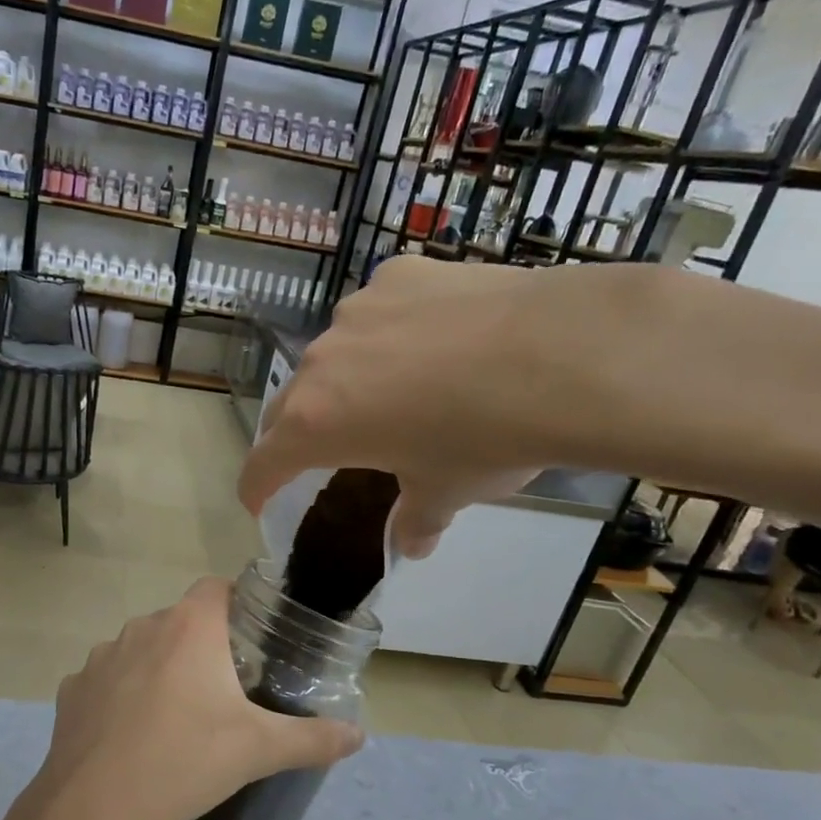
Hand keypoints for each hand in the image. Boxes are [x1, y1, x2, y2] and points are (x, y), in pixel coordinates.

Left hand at [34, 578, 363, 819]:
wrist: (96, 806)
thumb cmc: (185, 761)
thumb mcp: (259, 750)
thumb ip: (313, 738)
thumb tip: (359, 735)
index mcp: (188, 627)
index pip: (216, 587)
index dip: (237, 603)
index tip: (254, 637)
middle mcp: (142, 627)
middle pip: (180, 621)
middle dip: (202, 645)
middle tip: (224, 688)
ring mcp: (100, 656)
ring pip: (141, 649)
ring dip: (159, 669)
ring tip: (176, 716)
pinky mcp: (73, 688)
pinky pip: (107, 680)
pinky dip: (122, 696)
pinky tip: (132, 735)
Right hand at [238, 257, 644, 556]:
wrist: (564, 354)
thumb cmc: (485, 440)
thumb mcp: (446, 492)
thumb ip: (416, 518)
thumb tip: (412, 544)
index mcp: (316, 424)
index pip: (263, 463)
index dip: (256, 487)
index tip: (258, 502)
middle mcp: (321, 362)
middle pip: (289, 404)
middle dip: (298, 433)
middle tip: (324, 450)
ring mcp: (358, 311)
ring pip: (335, 354)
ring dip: (348, 379)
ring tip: (397, 389)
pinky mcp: (400, 275)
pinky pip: (380, 311)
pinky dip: (392, 331)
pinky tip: (437, 338)